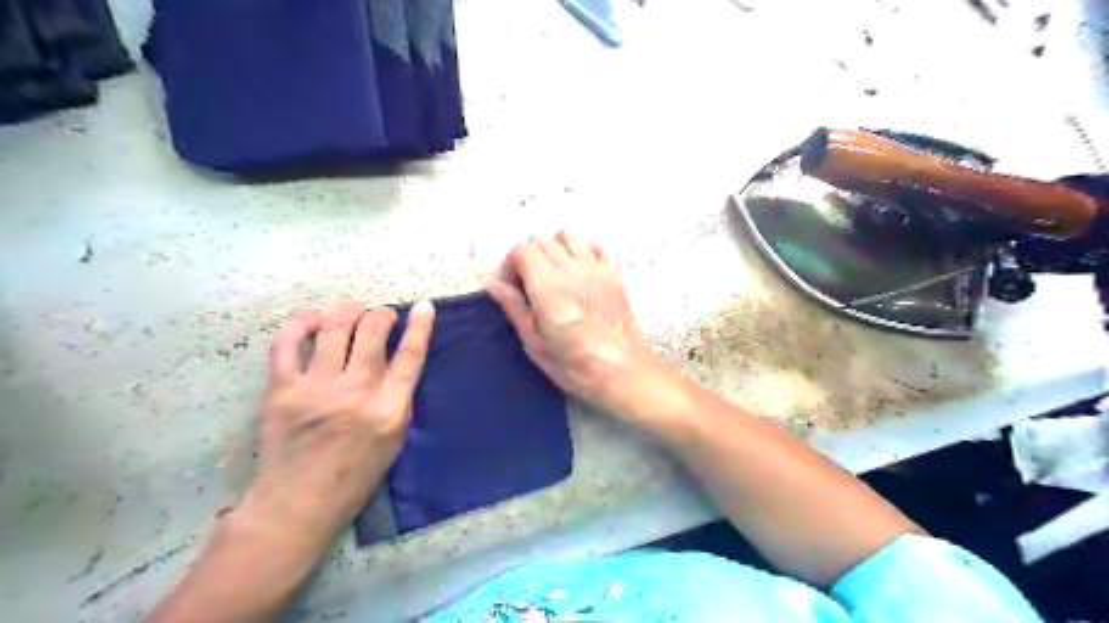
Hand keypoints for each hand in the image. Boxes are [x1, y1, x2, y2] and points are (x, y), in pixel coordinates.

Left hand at [242, 303, 434, 552]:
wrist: (298, 503)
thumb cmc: (355, 476)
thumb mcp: (395, 440)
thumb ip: (398, 399)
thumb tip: (397, 362)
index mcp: (389, 408)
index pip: (410, 355)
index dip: (420, 325)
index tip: (424, 305)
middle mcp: (356, 391)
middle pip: (372, 332)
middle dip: (381, 314)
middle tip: (383, 314)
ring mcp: (317, 387)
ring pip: (335, 328)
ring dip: (349, 311)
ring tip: (354, 311)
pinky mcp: (282, 389)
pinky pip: (289, 342)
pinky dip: (302, 323)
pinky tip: (315, 320)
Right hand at [487, 229, 660, 414]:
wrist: (624, 372)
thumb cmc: (575, 366)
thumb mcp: (535, 343)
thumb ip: (513, 307)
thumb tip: (491, 283)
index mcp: (548, 286)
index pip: (522, 250)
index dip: (509, 265)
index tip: (510, 288)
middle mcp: (572, 268)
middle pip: (541, 239)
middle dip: (527, 256)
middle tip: (527, 284)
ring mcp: (596, 267)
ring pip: (568, 235)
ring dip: (554, 247)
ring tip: (552, 273)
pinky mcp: (614, 273)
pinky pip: (595, 245)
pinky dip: (582, 250)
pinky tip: (578, 272)